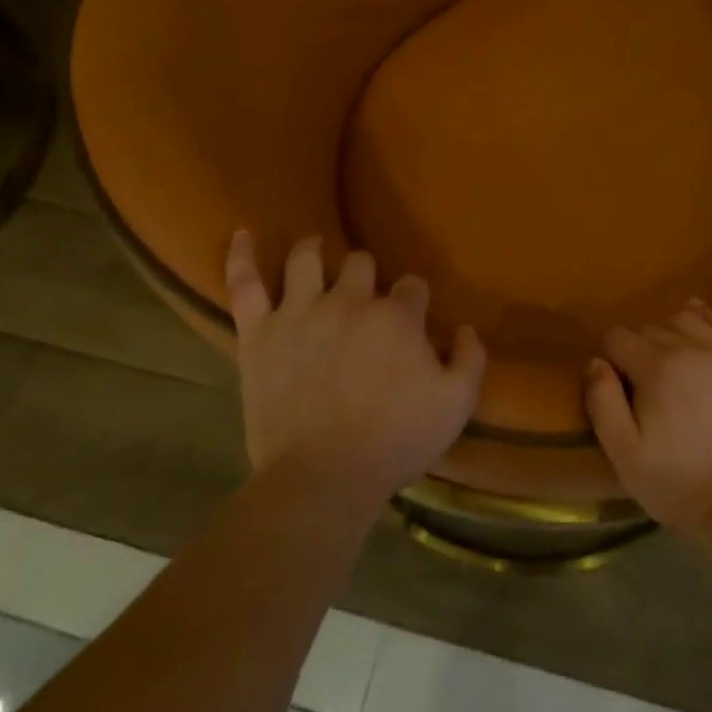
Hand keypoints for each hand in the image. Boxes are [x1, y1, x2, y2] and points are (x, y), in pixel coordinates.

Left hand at [226, 231, 485, 506]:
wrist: (323, 478)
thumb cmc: (394, 442)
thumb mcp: (455, 405)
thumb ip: (470, 359)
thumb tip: (466, 329)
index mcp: (396, 316)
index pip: (412, 285)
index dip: (415, 300)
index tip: (413, 320)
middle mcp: (349, 301)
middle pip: (360, 263)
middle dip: (367, 275)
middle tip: (365, 299)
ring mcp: (300, 312)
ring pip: (306, 258)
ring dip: (315, 250)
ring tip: (316, 250)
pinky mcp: (260, 333)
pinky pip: (245, 285)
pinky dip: (242, 257)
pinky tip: (242, 234)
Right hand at [585, 299, 711, 532]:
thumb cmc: (677, 483)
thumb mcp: (624, 453)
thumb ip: (602, 401)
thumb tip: (596, 361)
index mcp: (657, 367)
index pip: (618, 337)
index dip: (611, 357)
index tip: (617, 384)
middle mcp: (693, 348)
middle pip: (652, 327)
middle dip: (640, 348)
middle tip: (645, 384)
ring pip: (688, 319)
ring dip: (672, 333)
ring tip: (673, 362)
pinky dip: (708, 323)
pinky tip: (700, 333)